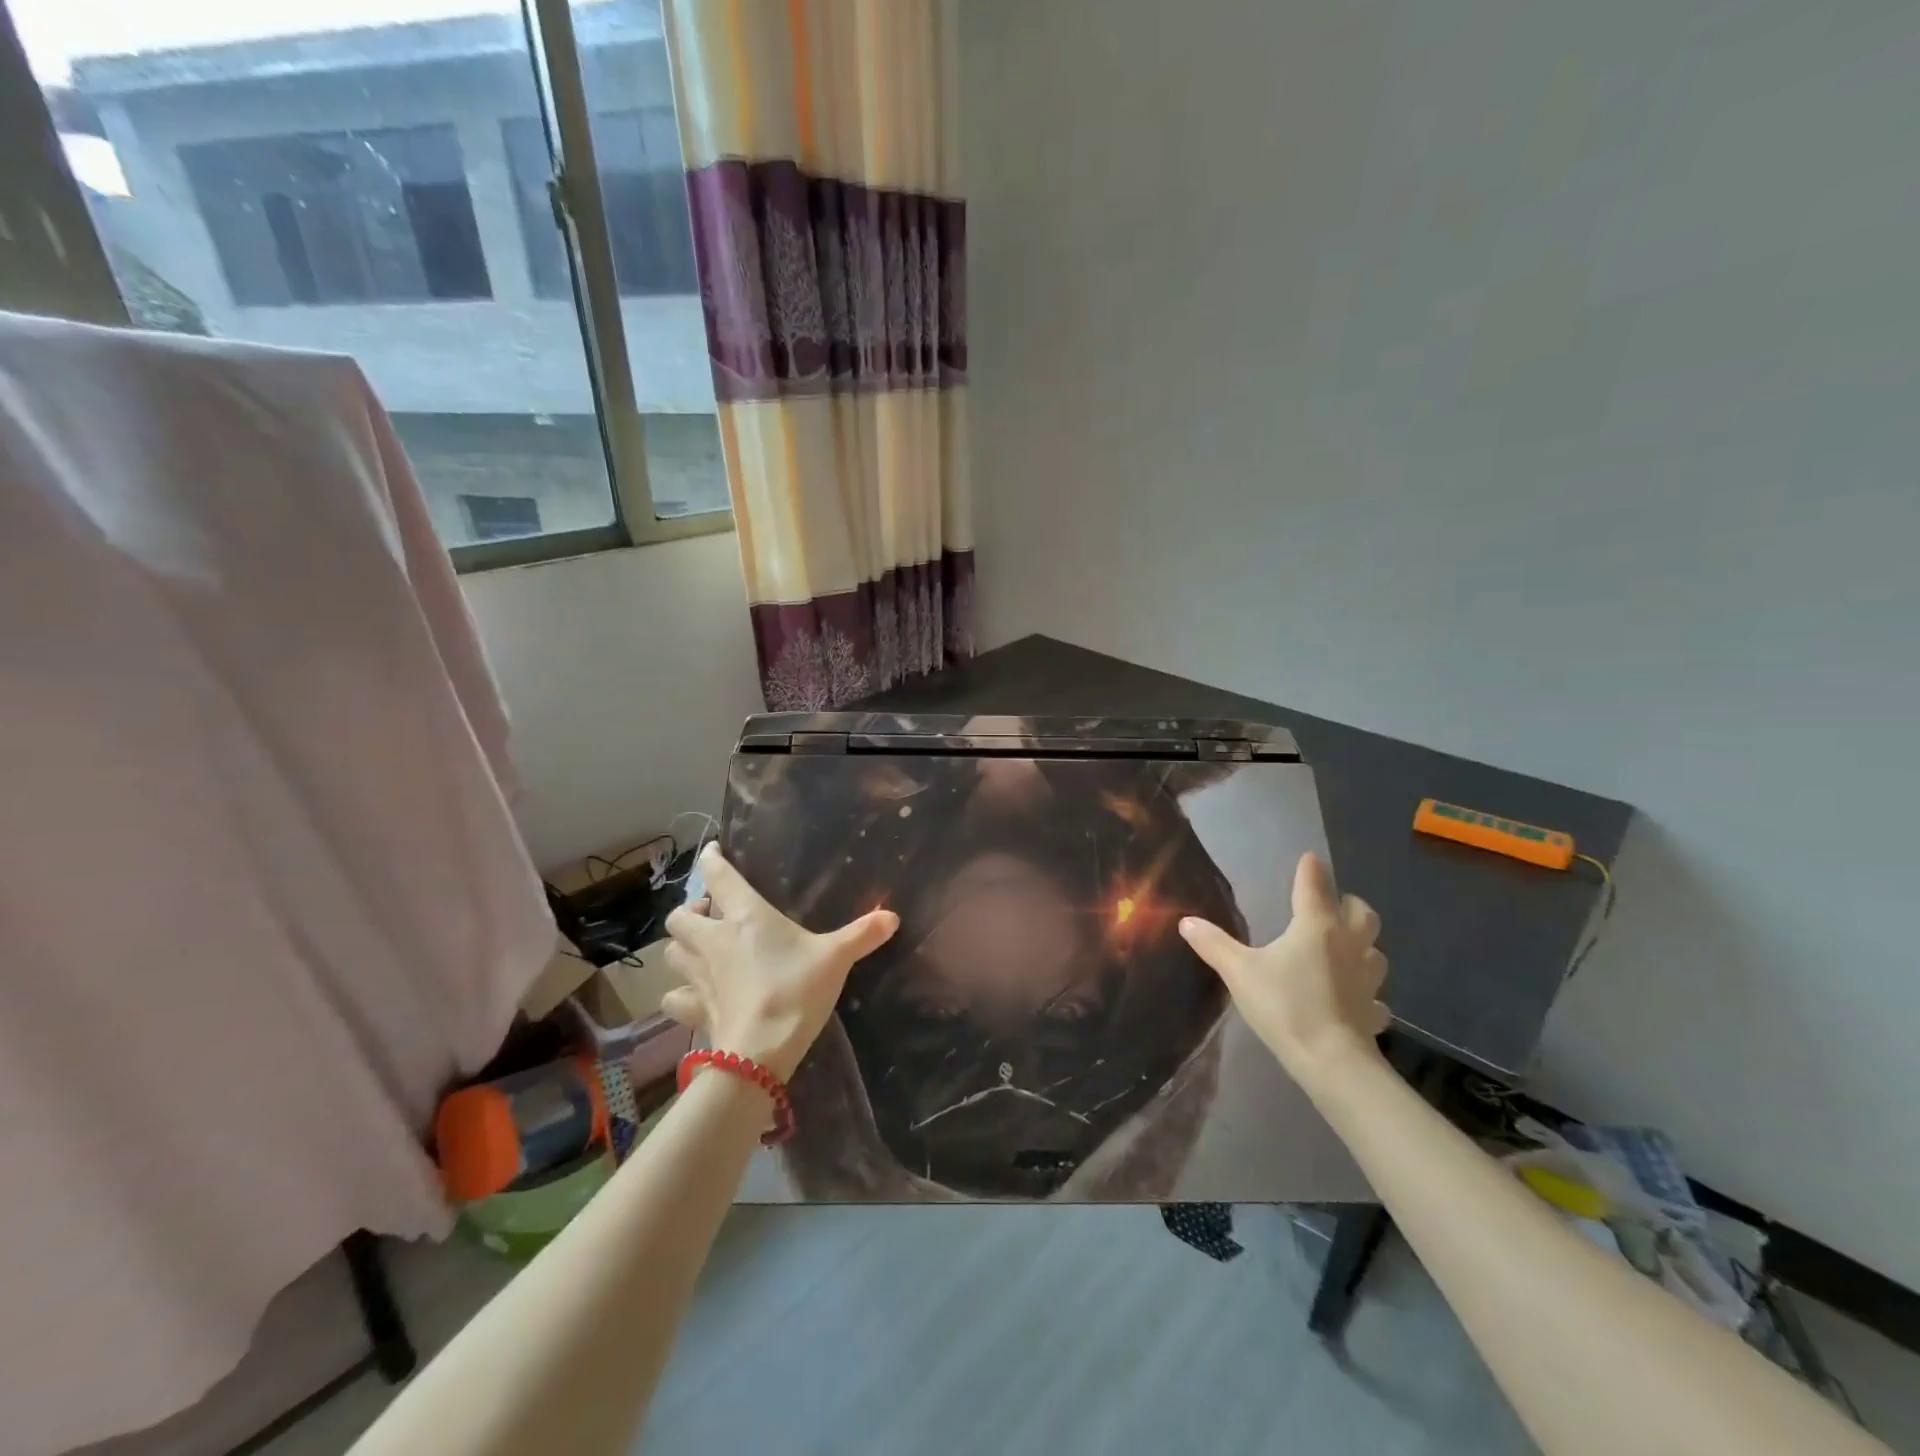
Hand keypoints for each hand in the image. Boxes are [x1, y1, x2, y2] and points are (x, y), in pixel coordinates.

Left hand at [659, 844, 898, 1082]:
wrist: (762, 1051)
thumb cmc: (797, 990)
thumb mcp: (836, 958)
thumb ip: (862, 934)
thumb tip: (893, 916)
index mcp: (745, 916)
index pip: (717, 876)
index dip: (711, 859)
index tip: (713, 851)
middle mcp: (713, 940)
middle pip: (680, 916)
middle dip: (691, 912)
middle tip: (712, 916)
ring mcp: (698, 976)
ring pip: (671, 952)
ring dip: (682, 947)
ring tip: (700, 950)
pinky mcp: (694, 1009)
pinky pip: (673, 997)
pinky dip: (679, 993)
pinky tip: (692, 995)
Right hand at [1178, 853, 1390, 1092]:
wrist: (1331, 1061)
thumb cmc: (1285, 1005)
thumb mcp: (1239, 972)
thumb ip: (1213, 944)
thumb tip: (1186, 921)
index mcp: (1316, 926)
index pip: (1315, 885)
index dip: (1310, 869)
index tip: (1309, 858)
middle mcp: (1349, 944)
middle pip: (1362, 912)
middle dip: (1348, 903)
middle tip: (1331, 906)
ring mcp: (1367, 979)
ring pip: (1376, 951)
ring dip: (1362, 945)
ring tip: (1343, 950)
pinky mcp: (1373, 1011)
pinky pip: (1375, 995)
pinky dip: (1366, 992)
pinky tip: (1352, 999)